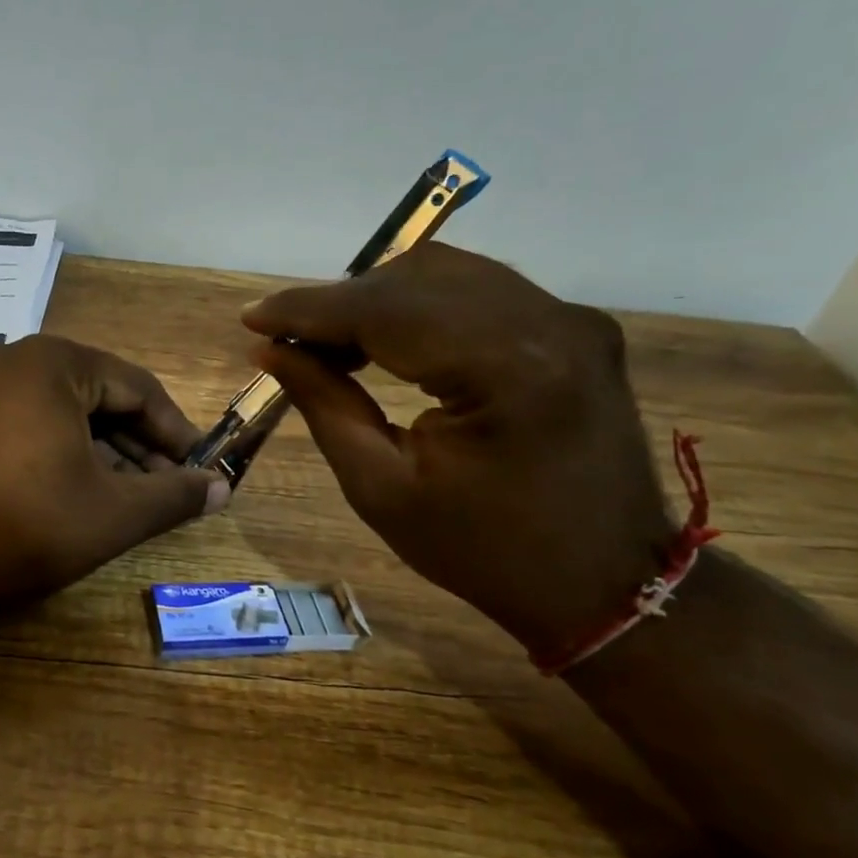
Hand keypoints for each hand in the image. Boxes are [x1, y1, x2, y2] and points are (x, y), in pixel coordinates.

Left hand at [0, 335, 230, 610]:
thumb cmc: (24, 524)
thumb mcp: (113, 513)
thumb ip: (175, 497)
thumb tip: (221, 490)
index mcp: (54, 362)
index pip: (139, 389)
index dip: (177, 432)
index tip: (201, 471)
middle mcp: (13, 360)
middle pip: (100, 399)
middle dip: (140, 448)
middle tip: (169, 491)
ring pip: (63, 415)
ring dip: (104, 456)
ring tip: (131, 500)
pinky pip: (29, 427)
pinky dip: (62, 456)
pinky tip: (80, 494)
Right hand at [244, 243, 673, 658]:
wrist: (605, 583)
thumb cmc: (483, 552)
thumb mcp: (382, 489)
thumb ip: (324, 404)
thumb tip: (271, 350)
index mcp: (507, 369)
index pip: (387, 309)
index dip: (309, 309)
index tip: (252, 319)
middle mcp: (549, 323)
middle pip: (418, 276)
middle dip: (340, 302)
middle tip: (288, 341)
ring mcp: (571, 319)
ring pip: (448, 274)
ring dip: (377, 299)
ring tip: (330, 342)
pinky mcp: (575, 328)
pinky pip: (479, 293)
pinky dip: (420, 306)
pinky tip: (386, 339)